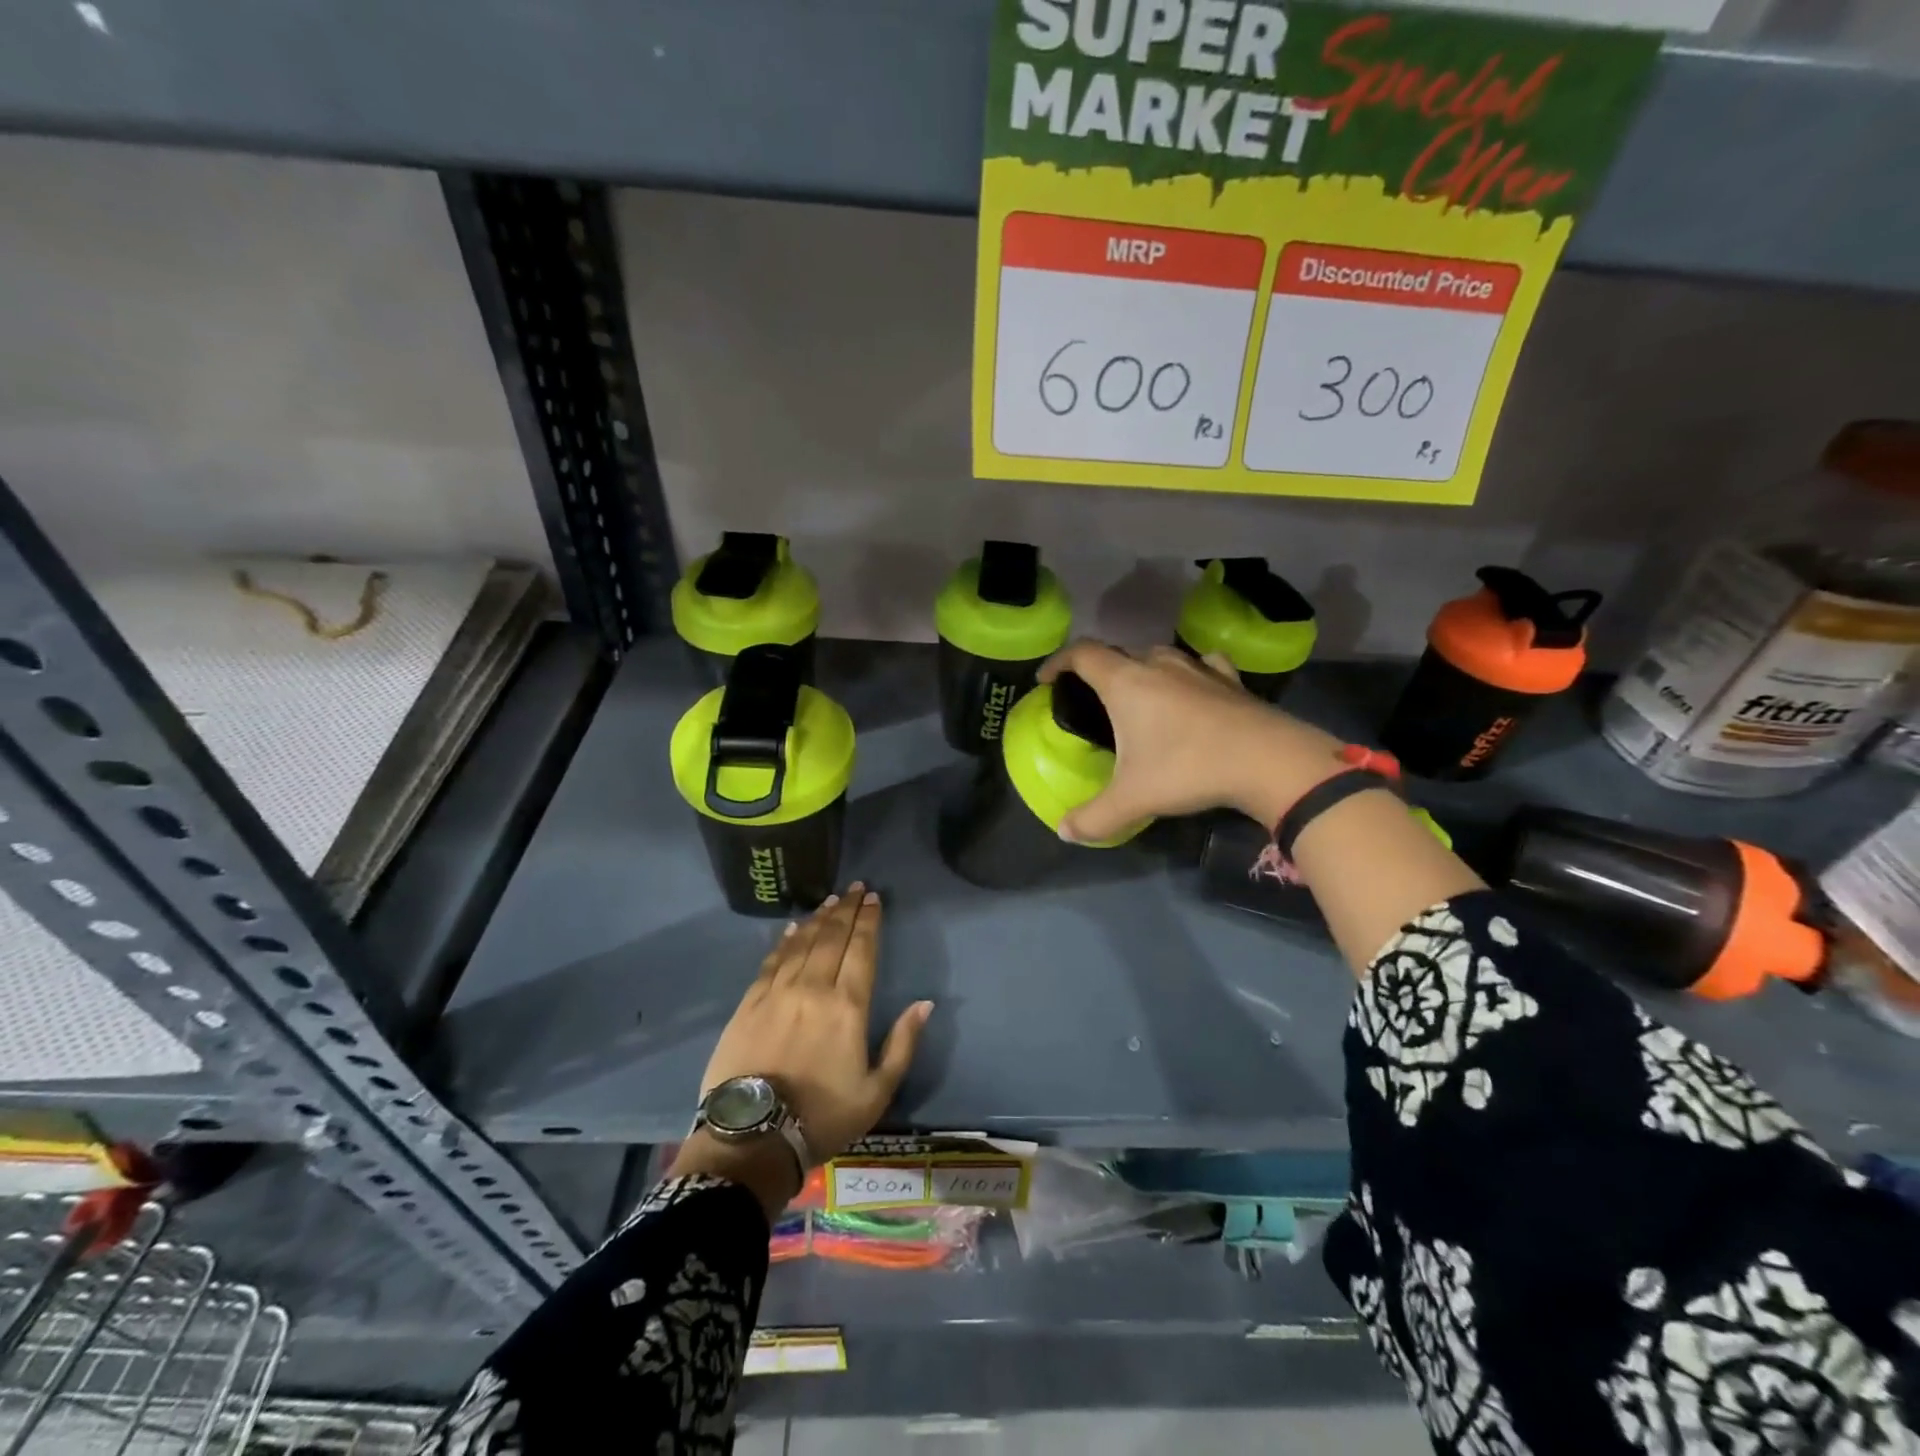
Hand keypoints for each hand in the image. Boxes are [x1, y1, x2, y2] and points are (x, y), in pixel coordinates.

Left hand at [672, 886, 932, 1217]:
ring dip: (818, 919)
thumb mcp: (877, 1091)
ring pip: (802, 943)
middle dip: (847, 910)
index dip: (869, 922)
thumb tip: (924, 1004)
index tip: (874, 900)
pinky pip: (771, 961)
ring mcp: (778, 992)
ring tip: (830, 901)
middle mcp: (814, 988)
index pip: (862, 950)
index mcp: (848, 1006)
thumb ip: (902, 1044)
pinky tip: (792, 928)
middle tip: (856, 889)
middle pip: (833, 938)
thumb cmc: (823, 1117)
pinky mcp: (749, 1003)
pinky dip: (785, 941)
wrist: (753, 1137)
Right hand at [1039, 641, 1347, 840]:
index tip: (1046, 679)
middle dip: (1098, 671)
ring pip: (1158, 656)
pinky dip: (1187, 674)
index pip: (1081, 654)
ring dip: (1141, 670)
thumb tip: (1064, 832)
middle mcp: (1158, 665)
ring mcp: (1197, 668)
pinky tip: (1192, 689)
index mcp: (1125, 683)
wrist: (1268, 760)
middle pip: (1118, 654)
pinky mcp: (1229, 680)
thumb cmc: (1188, 769)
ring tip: (1138, 697)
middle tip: (1092, 699)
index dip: (1058, 662)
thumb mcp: (1132, 799)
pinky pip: (1199, 665)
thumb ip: (1094, 817)